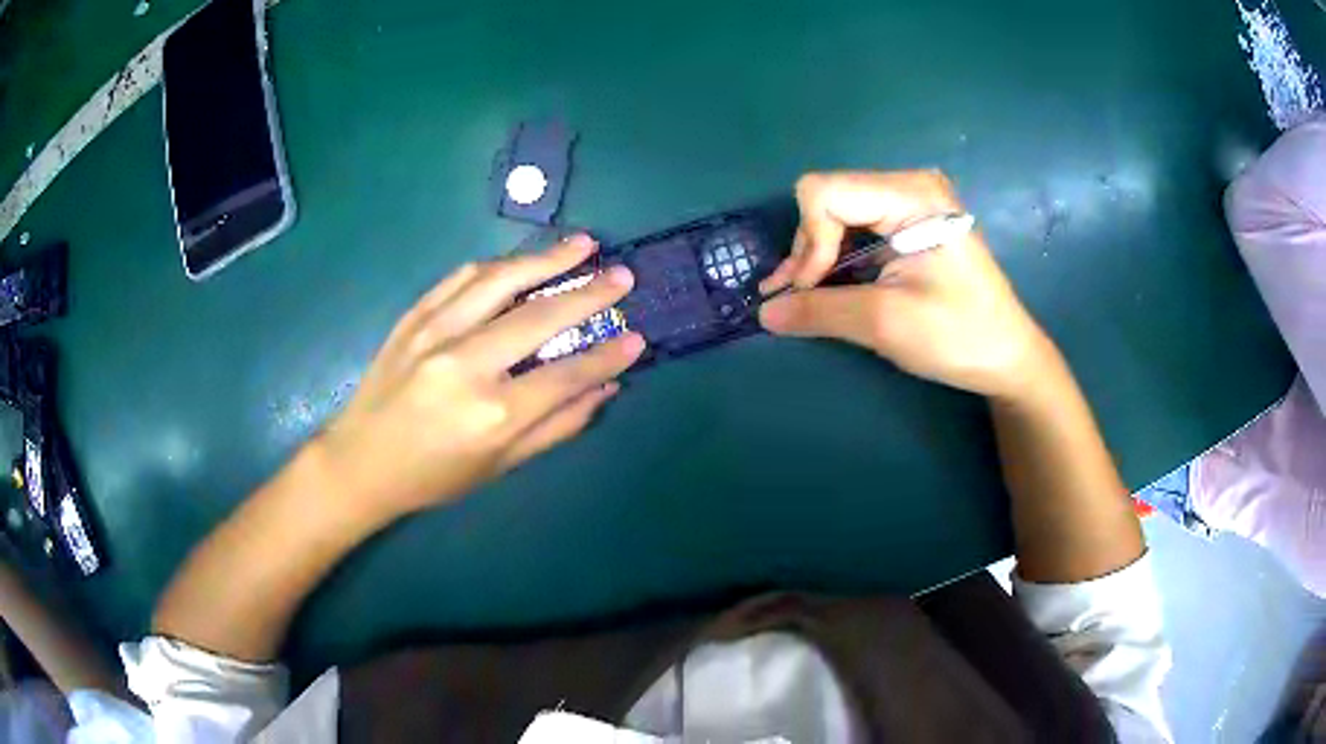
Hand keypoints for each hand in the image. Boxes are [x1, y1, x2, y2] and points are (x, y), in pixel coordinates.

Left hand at [317, 235, 644, 524]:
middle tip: (623, 275)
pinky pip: (460, 279)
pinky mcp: (413, 317)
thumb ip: (556, 427)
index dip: (606, 355)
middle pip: (539, 317)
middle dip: (589, 293)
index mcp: (493, 414)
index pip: (565, 375)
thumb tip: (604, 388)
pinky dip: (497, 266)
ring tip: (583, 245)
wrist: (359, 462)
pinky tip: (521, 261)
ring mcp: (435, 333)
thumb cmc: (433, 476)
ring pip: (500, 281)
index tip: (636, 336)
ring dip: (545, 259)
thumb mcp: (499, 466)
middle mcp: (466, 365)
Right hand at [759, 170, 1053, 398]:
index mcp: (911, 195)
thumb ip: (820, 311)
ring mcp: (911, 203)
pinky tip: (820, 285)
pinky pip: (856, 228)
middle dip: (807, 249)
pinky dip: (835, 258)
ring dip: (815, 256)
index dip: (808, 242)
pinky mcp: (910, 224)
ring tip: (799, 296)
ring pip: (837, 214)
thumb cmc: (959, 336)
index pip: (824, 193)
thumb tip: (764, 313)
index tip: (809, 291)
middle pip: (828, 199)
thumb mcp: (886, 323)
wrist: (1007, 357)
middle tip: (795, 298)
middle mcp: (908, 186)